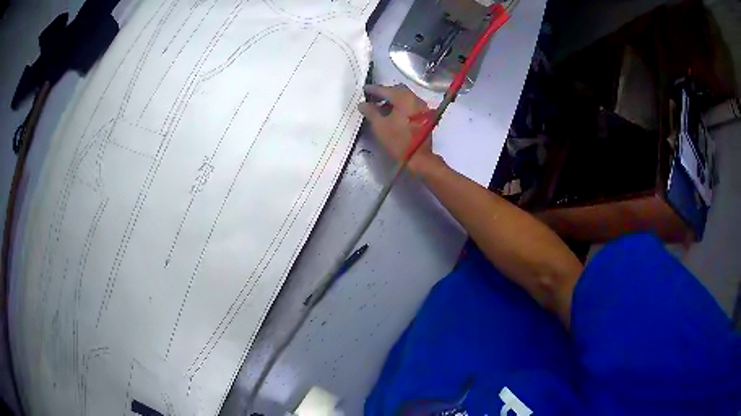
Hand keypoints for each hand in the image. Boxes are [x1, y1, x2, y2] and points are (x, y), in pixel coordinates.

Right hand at [357, 84, 441, 173]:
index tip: (364, 89)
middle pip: (398, 90)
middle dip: (385, 93)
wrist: (418, 157)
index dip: (374, 89)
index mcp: (404, 99)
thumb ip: (370, 111)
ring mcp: (422, 107)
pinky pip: (411, 104)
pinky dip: (401, 105)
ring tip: (381, 108)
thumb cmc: (397, 140)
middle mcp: (415, 99)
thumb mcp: (379, 126)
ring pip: (405, 97)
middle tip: (373, 98)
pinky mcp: (425, 116)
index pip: (386, 90)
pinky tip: (392, 113)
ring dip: (393, 99)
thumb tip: (362, 104)